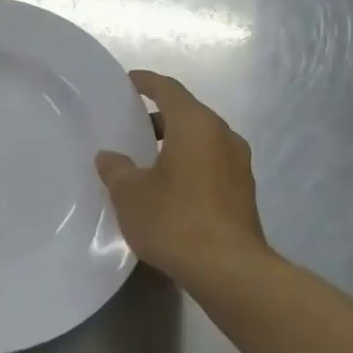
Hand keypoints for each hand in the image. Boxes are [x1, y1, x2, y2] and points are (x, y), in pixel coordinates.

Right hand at [96, 71, 270, 283]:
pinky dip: (189, 165)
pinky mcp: (244, 193)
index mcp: (196, 124)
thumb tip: (109, 157)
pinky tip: (168, 188)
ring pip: (201, 141)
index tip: (128, 82)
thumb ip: (116, 169)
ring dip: (175, 143)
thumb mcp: (129, 193)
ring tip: (145, 160)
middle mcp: (223, 136)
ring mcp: (239, 165)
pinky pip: (211, 164)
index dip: (146, 82)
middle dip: (159, 117)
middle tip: (130, 127)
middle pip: (187, 114)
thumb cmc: (174, 219)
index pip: (168, 89)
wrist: (228, 270)